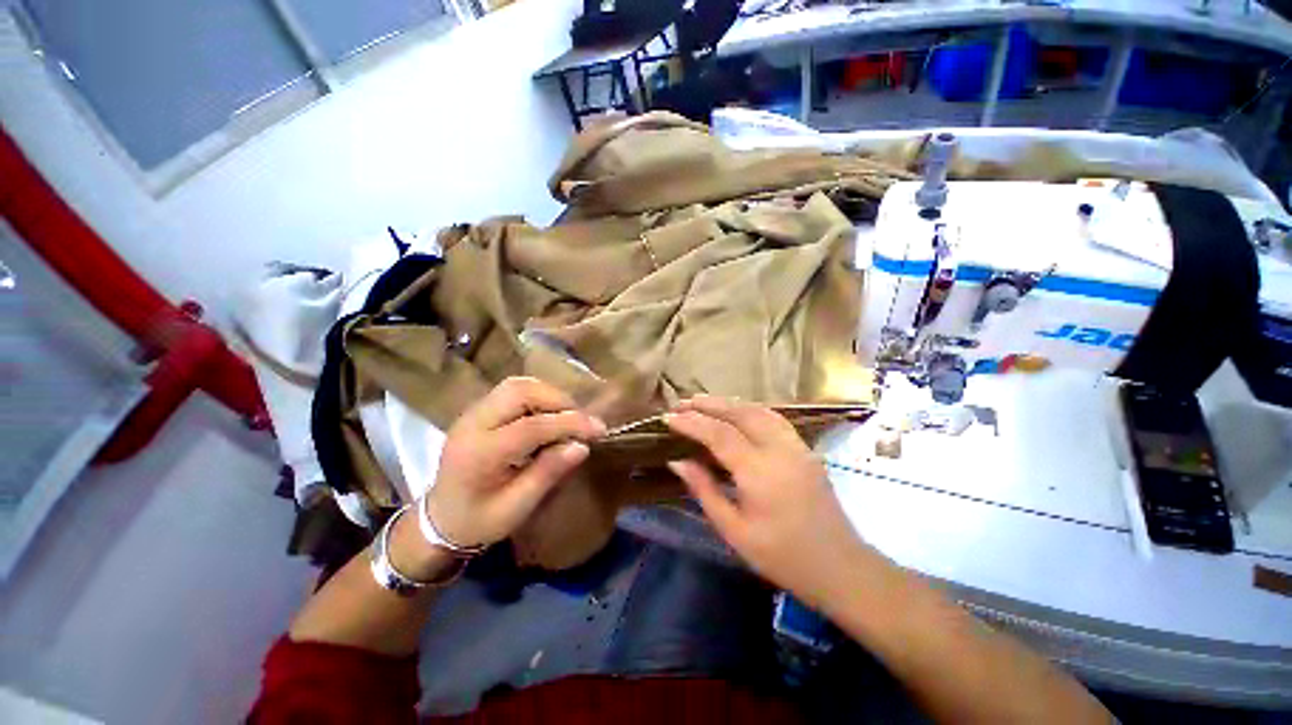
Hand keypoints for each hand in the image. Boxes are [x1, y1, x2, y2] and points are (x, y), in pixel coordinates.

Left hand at [424, 377, 605, 549]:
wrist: (438, 521)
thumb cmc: (477, 522)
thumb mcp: (516, 508)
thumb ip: (548, 474)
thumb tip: (582, 446)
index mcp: (479, 454)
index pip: (531, 426)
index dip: (569, 423)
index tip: (599, 428)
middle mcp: (472, 424)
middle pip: (520, 391)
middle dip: (558, 400)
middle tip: (580, 420)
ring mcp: (472, 413)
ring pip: (516, 384)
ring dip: (548, 394)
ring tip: (567, 415)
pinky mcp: (478, 410)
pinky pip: (511, 390)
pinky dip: (537, 395)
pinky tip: (548, 414)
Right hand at [665, 395, 881, 607]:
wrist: (840, 567)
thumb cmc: (782, 557)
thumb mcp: (734, 531)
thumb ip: (704, 490)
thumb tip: (677, 461)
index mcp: (760, 472)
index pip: (719, 434)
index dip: (691, 422)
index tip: (668, 418)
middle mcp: (779, 450)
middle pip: (740, 413)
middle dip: (709, 404)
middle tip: (682, 403)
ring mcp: (796, 446)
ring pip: (759, 410)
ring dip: (729, 403)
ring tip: (704, 403)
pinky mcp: (805, 449)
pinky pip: (774, 418)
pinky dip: (750, 409)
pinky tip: (738, 414)